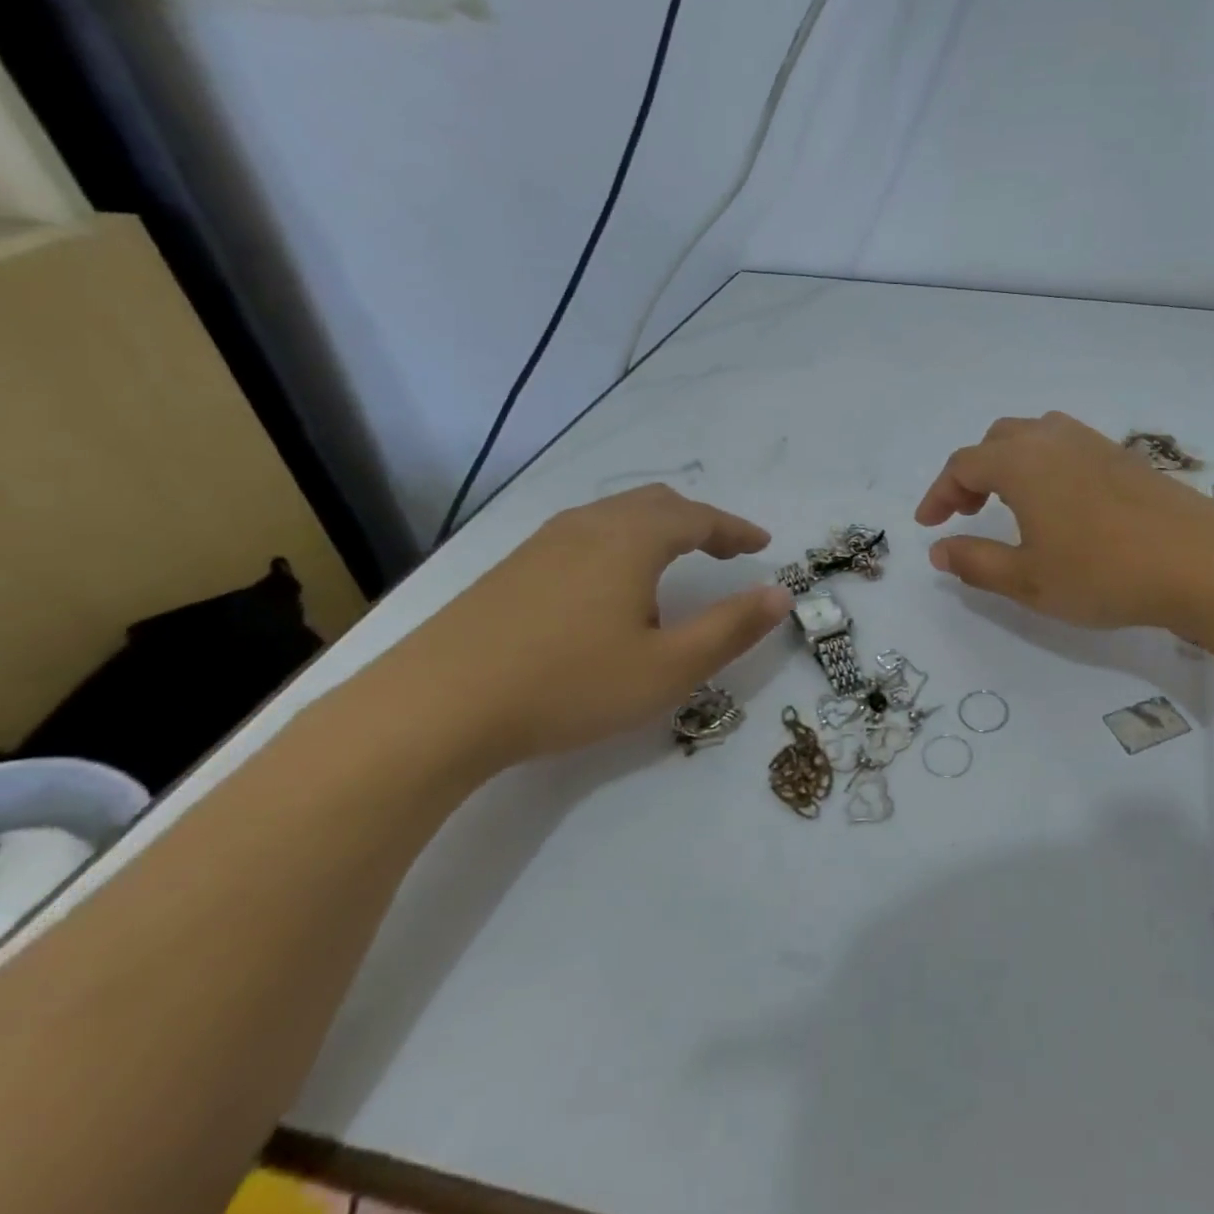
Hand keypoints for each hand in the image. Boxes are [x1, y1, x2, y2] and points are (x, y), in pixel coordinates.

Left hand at [373, 486, 790, 767]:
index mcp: (631, 540)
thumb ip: (731, 628)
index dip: (735, 529)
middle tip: (724, 548)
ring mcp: (542, 544)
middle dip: (699, 521)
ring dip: (657, 529)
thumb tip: (780, 594)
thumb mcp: (668, 668)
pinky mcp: (511, 569)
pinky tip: (610, 583)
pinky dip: (620, 542)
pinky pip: (584, 534)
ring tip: (674, 561)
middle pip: (656, 504)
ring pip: (615, 516)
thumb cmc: (568, 685)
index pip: (699, 518)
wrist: (432, 709)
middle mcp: (588, 527)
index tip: (762, 543)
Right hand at [915, 412, 1213, 630]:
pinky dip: (1044, 465)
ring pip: (1035, 436)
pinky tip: (1060, 503)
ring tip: (1010, 503)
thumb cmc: (1103, 573)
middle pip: (997, 440)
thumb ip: (975, 562)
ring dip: (1010, 463)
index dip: (939, 493)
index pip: (963, 465)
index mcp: (1022, 462)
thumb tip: (939, 549)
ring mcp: (1094, 443)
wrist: (1201, 561)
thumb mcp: (1028, 580)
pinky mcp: (1125, 456)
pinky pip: (1067, 446)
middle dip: (973, 473)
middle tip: (967, 511)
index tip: (928, 524)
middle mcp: (1054, 439)